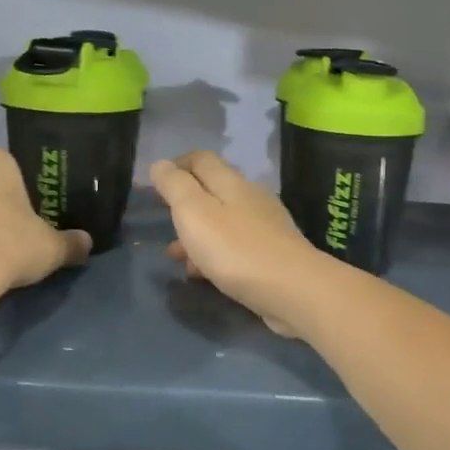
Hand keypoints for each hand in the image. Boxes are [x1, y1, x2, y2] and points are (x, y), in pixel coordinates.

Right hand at [150, 152, 326, 336]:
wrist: (293, 290)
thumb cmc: (236, 249)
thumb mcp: (194, 213)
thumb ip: (176, 186)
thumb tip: (161, 163)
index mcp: (231, 182)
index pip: (201, 159)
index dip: (177, 165)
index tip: (155, 184)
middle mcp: (250, 198)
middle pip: (212, 190)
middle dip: (185, 204)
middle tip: (162, 220)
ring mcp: (264, 227)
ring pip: (222, 222)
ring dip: (196, 234)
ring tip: (174, 255)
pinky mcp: (272, 254)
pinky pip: (235, 247)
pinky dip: (214, 255)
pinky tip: (202, 275)